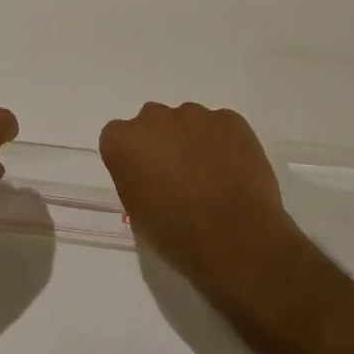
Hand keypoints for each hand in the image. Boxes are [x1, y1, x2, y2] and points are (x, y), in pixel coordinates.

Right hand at [99, 102, 299, 293]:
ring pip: (188, 122)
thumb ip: (135, 180)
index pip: (118, 139)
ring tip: (212, 177)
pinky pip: (221, 126)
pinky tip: (234, 173)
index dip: (133, 159)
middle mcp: (153, 117)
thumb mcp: (137, 214)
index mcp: (123, 141)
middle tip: (179, 177)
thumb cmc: (177, 234)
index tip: (146, 180)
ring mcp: (194, 114)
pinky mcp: (230, 119)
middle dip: (162, 143)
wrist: (235, 239)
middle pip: (152, 123)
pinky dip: (224, 143)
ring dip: (193, 141)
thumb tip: (151, 176)